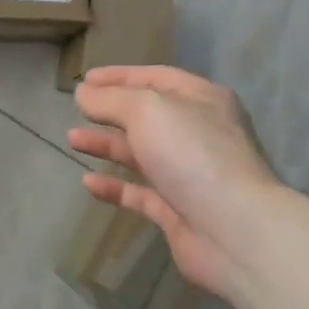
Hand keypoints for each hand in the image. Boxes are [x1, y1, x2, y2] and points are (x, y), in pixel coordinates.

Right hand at [67, 66, 291, 300]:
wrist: (235, 232)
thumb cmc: (192, 154)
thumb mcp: (146, 110)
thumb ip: (110, 99)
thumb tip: (83, 93)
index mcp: (202, 100)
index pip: (155, 78)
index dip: (119, 76)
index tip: (84, 79)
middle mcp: (198, 133)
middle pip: (147, 116)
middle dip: (111, 111)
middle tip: (77, 108)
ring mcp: (190, 175)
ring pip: (141, 153)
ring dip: (107, 144)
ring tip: (72, 139)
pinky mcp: (179, 212)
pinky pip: (140, 193)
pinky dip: (115, 187)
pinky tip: (88, 182)